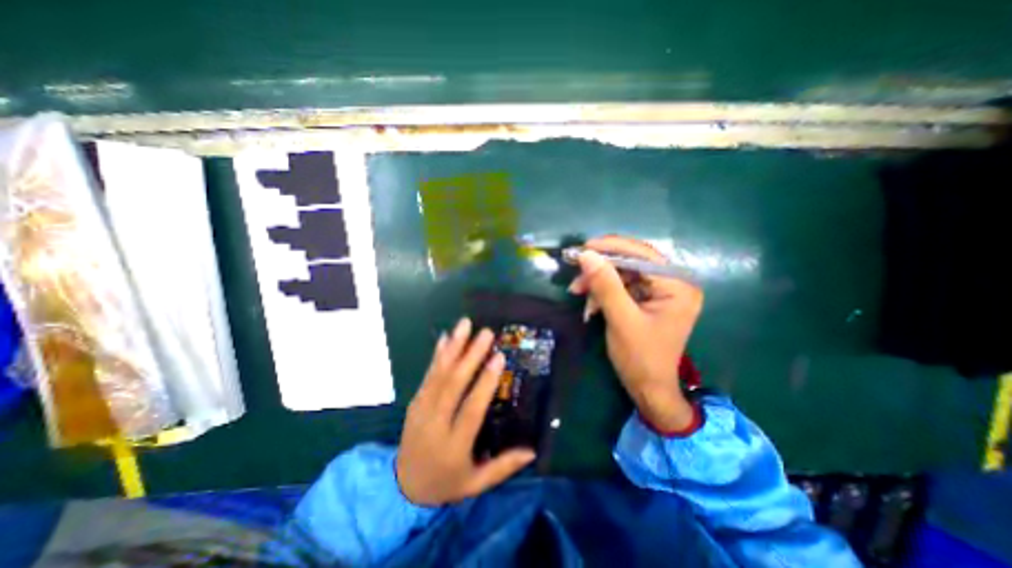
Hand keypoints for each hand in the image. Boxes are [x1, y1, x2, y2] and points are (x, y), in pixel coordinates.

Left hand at [395, 317, 536, 507]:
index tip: (498, 358)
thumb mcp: (476, 483)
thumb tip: (532, 450)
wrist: (402, 487)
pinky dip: (437, 355)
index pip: (471, 409)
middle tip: (486, 333)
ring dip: (453, 347)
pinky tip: (445, 338)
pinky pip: (428, 375)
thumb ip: (503, 466)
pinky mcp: (415, 401)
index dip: (484, 383)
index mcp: (454, 445)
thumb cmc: (446, 482)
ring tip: (464, 325)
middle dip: (470, 356)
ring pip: (439, 374)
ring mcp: (422, 409)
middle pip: (453, 385)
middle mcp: (436, 423)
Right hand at [567, 236, 704, 430]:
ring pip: (623, 274)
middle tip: (575, 274)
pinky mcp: (647, 300)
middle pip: (631, 262)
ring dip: (598, 282)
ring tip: (577, 292)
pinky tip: (590, 306)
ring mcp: (660, 291)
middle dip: (601, 269)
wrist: (648, 389)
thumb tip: (586, 254)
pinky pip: (621, 287)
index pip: (643, 254)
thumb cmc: (640, 358)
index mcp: (678, 285)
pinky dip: (603, 293)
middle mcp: (673, 282)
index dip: (612, 247)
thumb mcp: (621, 319)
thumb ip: (605, 285)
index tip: (583, 247)